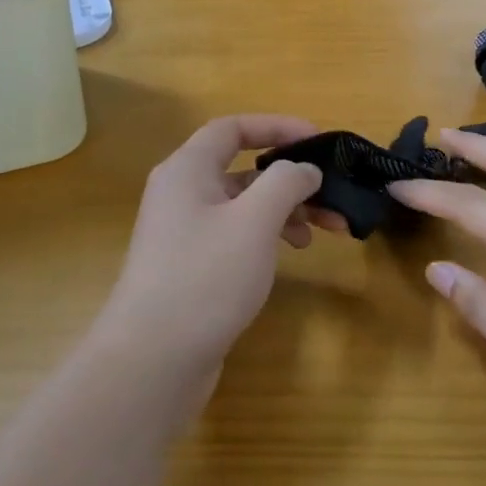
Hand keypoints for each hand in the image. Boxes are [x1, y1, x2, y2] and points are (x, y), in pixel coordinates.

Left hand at [101, 116, 331, 371]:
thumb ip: (285, 183)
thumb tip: (303, 169)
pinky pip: (235, 235)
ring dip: (283, 211)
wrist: (153, 359)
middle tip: (332, 195)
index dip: (277, 126)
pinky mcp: (191, 267)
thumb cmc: (205, 277)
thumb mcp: (254, 221)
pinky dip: (265, 237)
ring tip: (320, 232)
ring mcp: (184, 233)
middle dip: (290, 179)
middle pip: (242, 169)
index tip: (318, 139)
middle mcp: (181, 194)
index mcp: (187, 170)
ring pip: (242, 206)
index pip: (233, 128)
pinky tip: (289, 255)